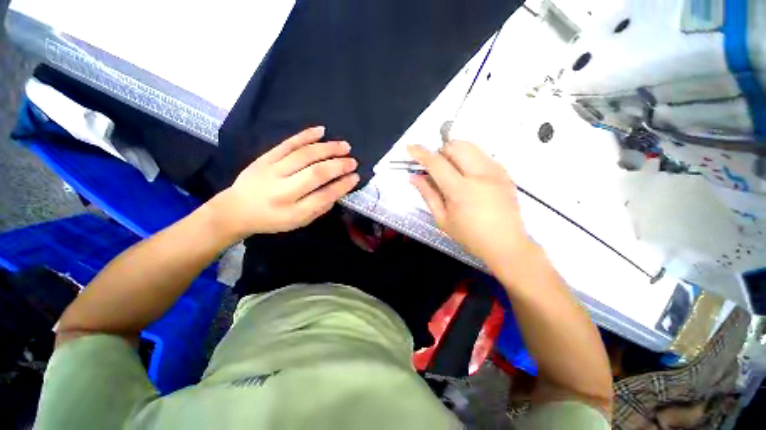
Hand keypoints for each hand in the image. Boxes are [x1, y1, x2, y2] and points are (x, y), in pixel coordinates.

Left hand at [211, 127, 358, 237]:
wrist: (235, 210)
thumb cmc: (272, 219)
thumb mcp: (299, 222)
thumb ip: (320, 208)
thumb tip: (338, 190)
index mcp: (293, 211)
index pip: (324, 196)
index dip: (343, 185)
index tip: (355, 177)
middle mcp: (283, 190)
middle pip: (316, 173)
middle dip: (338, 165)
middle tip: (353, 161)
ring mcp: (272, 171)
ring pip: (304, 155)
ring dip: (328, 148)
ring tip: (345, 146)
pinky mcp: (265, 158)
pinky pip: (287, 144)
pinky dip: (305, 135)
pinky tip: (321, 130)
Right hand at [407, 141, 530, 265]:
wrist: (506, 244)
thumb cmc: (470, 236)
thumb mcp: (442, 219)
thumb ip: (428, 194)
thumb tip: (414, 177)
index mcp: (461, 190)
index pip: (437, 163)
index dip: (421, 153)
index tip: (410, 148)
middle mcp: (480, 174)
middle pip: (455, 146)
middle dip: (440, 151)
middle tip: (436, 167)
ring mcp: (496, 171)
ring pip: (471, 146)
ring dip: (455, 152)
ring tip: (452, 170)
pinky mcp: (505, 172)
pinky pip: (483, 155)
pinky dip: (469, 158)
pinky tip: (469, 176)